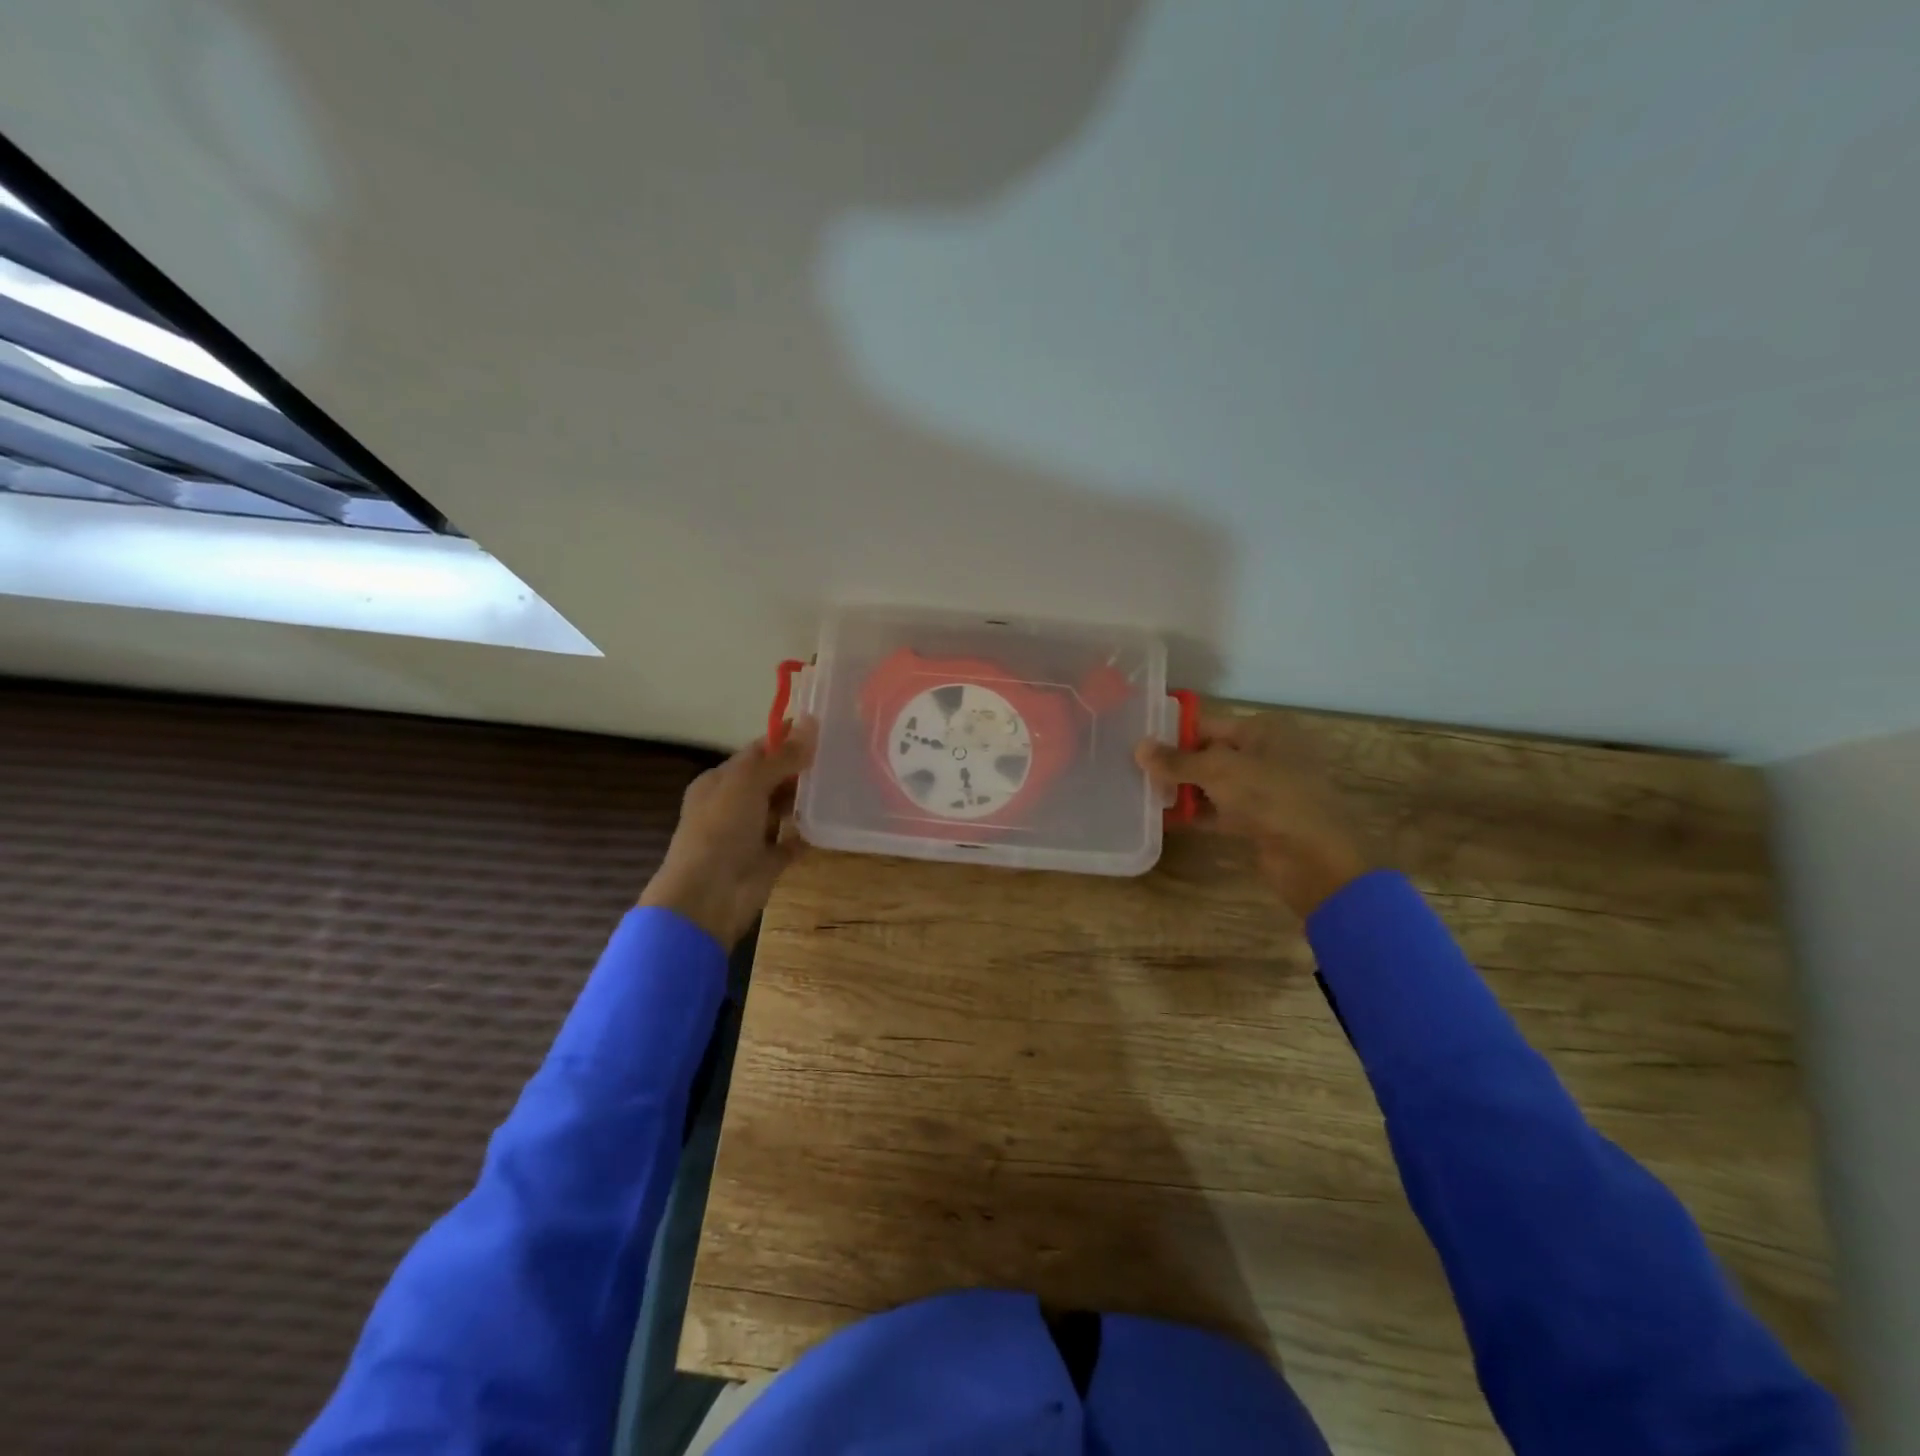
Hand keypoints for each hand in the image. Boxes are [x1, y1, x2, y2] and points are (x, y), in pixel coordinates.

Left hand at [640, 718, 817, 947]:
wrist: (708, 896)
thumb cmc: (720, 830)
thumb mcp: (748, 783)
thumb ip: (781, 757)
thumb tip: (811, 723)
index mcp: (720, 782)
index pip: (756, 753)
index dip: (785, 739)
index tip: (821, 727)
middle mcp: (734, 805)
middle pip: (772, 779)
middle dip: (800, 768)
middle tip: (839, 754)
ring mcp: (751, 834)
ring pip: (784, 809)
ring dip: (806, 798)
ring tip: (842, 781)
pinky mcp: (768, 861)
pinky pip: (793, 841)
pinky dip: (808, 833)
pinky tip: (832, 820)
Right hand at [1137, 712, 1370, 918]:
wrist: (1316, 859)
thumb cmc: (1271, 798)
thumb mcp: (1219, 772)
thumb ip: (1177, 761)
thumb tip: (1138, 748)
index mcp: (1264, 731)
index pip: (1208, 725)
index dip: (1173, 735)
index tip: (1137, 745)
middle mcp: (1266, 754)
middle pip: (1210, 755)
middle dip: (1176, 764)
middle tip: (1134, 771)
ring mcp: (1265, 790)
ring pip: (1214, 784)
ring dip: (1184, 791)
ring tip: (1143, 794)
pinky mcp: (1260, 821)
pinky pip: (1221, 811)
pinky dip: (1198, 814)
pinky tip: (1166, 819)